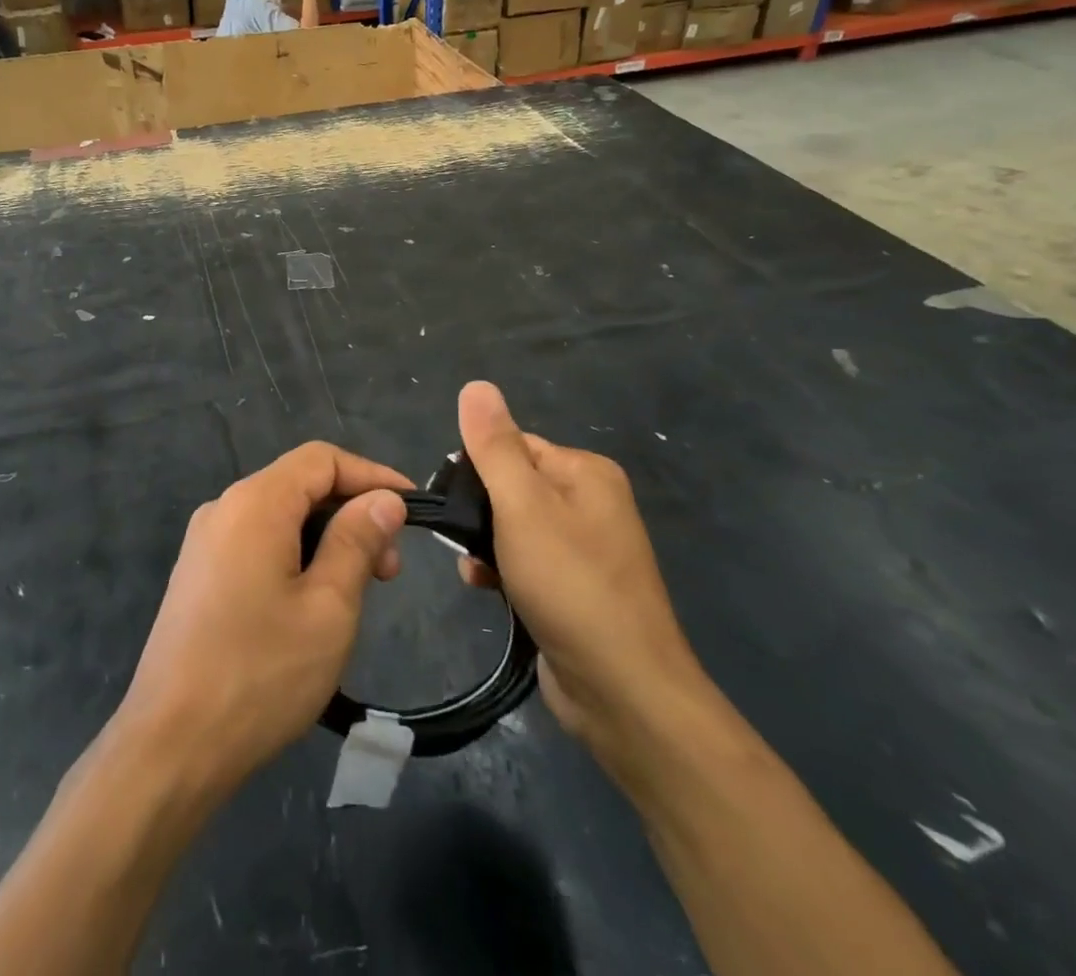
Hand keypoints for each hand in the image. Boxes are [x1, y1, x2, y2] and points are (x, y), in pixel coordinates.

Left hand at [113, 443, 411, 794]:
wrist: (171, 746)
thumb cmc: (260, 673)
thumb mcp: (328, 607)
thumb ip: (357, 541)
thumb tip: (383, 498)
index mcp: (255, 502)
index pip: (322, 459)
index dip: (372, 475)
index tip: (412, 509)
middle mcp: (224, 508)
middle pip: (299, 485)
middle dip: (351, 513)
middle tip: (389, 571)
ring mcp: (205, 543)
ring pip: (279, 517)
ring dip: (326, 539)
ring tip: (358, 591)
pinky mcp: (198, 575)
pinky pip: (256, 543)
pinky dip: (295, 556)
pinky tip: (313, 602)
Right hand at [455, 382, 708, 764]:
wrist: (622, 691)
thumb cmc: (569, 584)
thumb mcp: (522, 505)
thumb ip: (495, 445)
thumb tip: (476, 385)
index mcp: (585, 471)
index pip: (513, 445)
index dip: (477, 469)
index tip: (453, 501)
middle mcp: (589, 502)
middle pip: (510, 485)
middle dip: (479, 512)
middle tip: (462, 539)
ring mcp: (585, 548)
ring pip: (511, 526)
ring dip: (484, 545)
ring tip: (474, 571)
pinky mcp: (574, 587)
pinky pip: (525, 561)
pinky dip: (502, 570)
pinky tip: (486, 589)